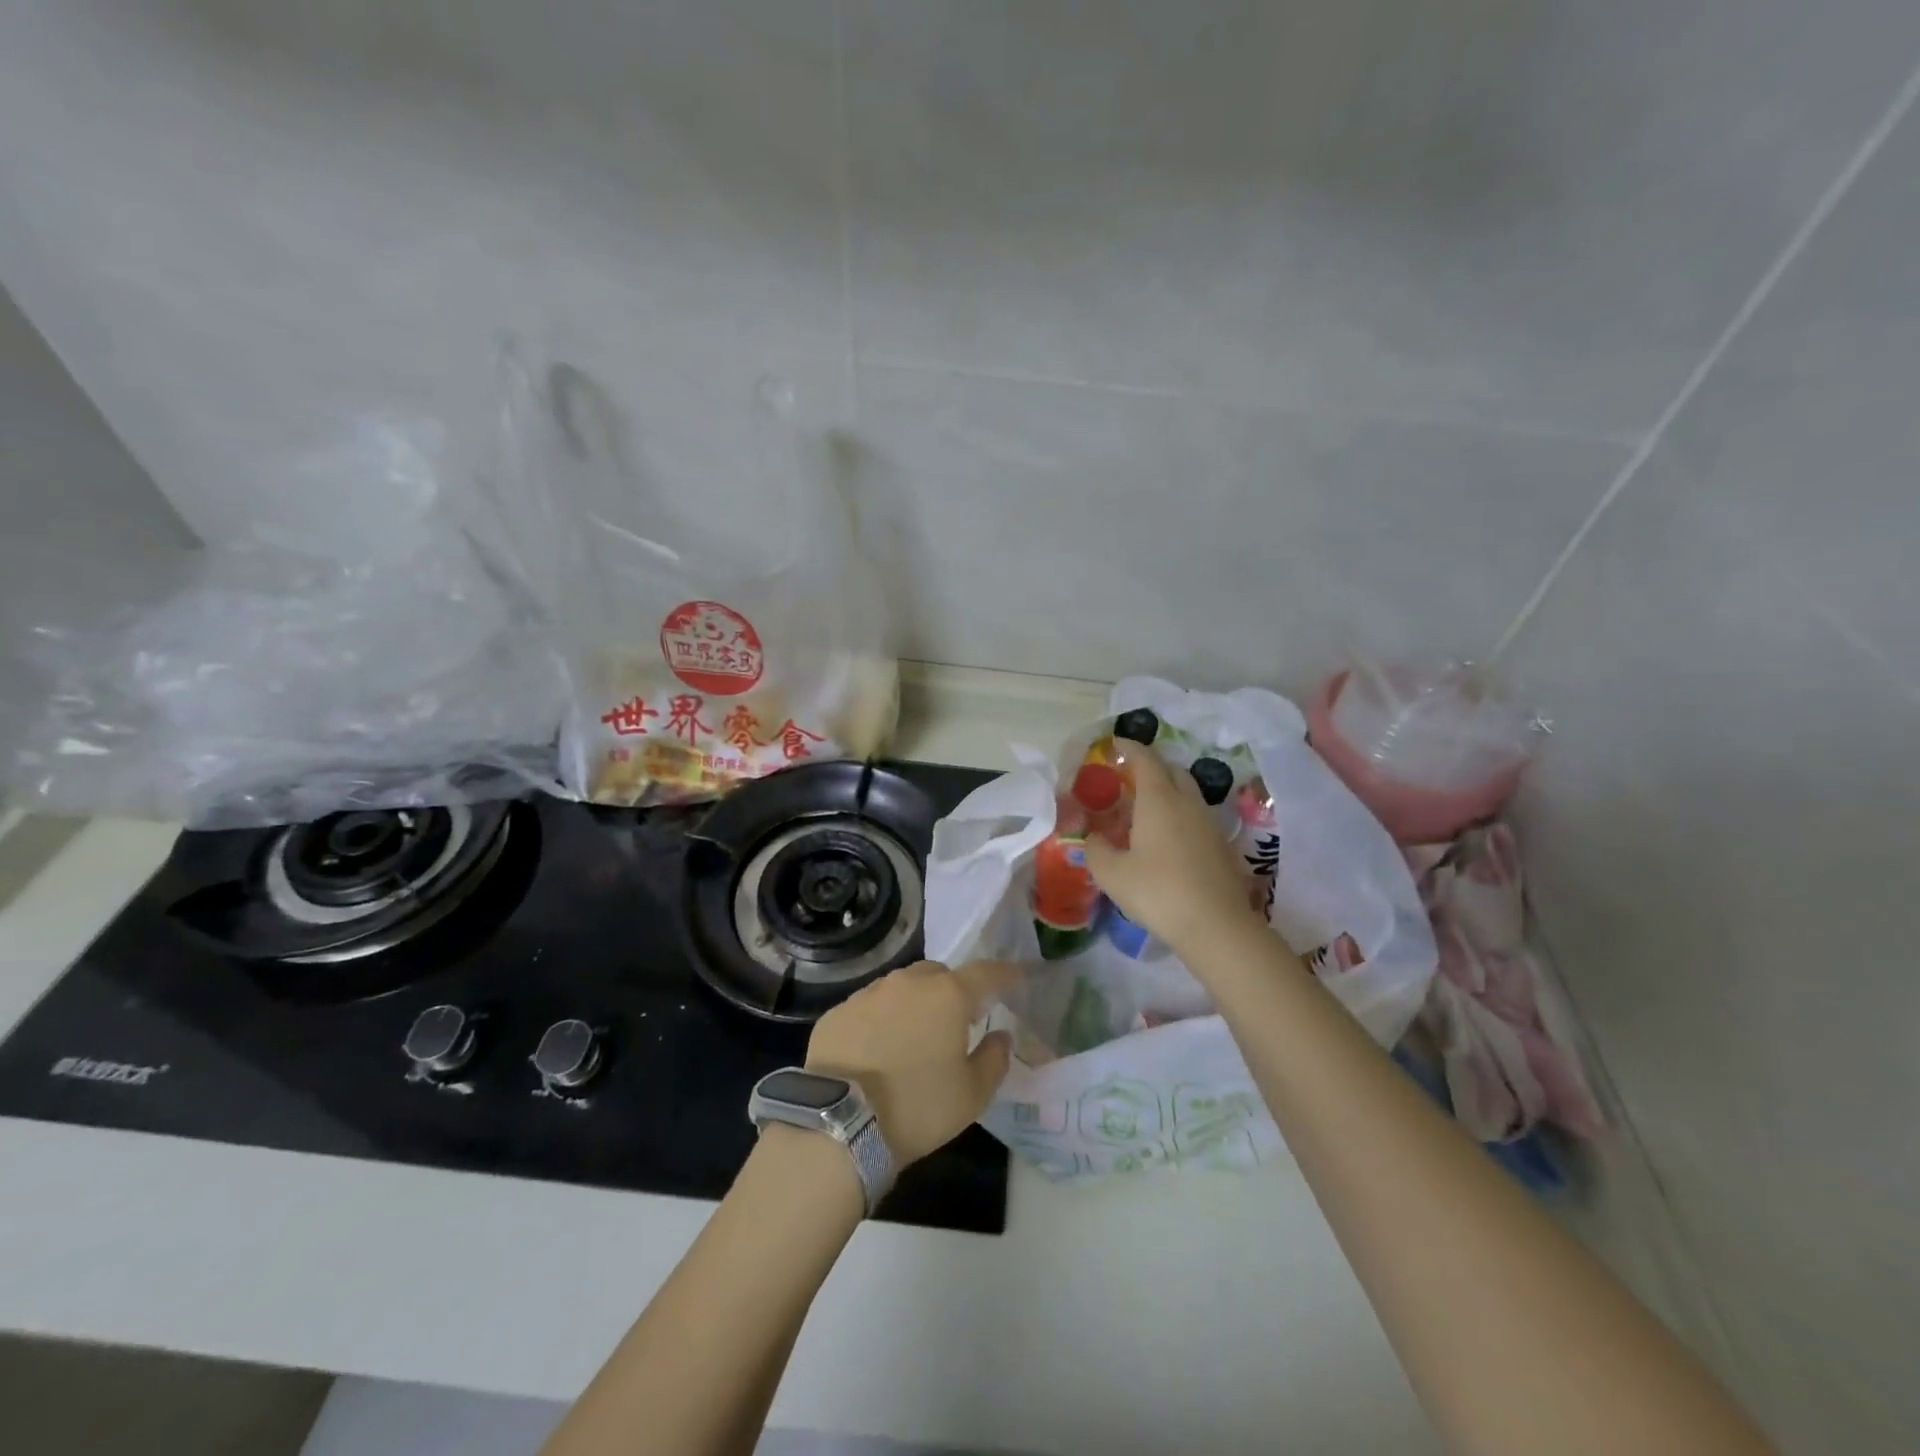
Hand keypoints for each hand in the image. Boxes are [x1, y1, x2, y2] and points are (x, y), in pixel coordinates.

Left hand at [805, 960, 1015, 1165]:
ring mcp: (869, 993)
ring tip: (913, 1037)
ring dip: (914, 1003)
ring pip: (901, 987)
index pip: (986, 973)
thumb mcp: (972, 1095)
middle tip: (957, 1019)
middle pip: (939, 974)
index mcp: (948, 995)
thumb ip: (994, 1059)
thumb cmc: (918, 1107)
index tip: (1016, 977)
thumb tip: (1001, 1036)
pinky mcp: (838, 1012)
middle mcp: (908, 983)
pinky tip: (877, 1049)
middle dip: (952, 990)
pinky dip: (880, 1020)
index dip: (1004, 974)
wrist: (839, 1124)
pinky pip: (869, 1007)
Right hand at [1083, 748, 1265, 959]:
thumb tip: (1093, 837)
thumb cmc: (1158, 892)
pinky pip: (1197, 817)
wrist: (1216, 925)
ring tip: (1146, 810)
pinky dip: (1180, 815)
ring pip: (1188, 794)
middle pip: (1172, 771)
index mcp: (1159, 799)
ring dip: (1168, 792)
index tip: (1115, 744)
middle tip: (1129, 778)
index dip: (1129, 748)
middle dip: (1151, 767)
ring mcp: (1209, 823)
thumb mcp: (1112, 873)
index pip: (1145, 760)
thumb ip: (1096, 849)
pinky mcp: (1222, 846)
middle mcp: (1187, 803)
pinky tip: (1167, 839)